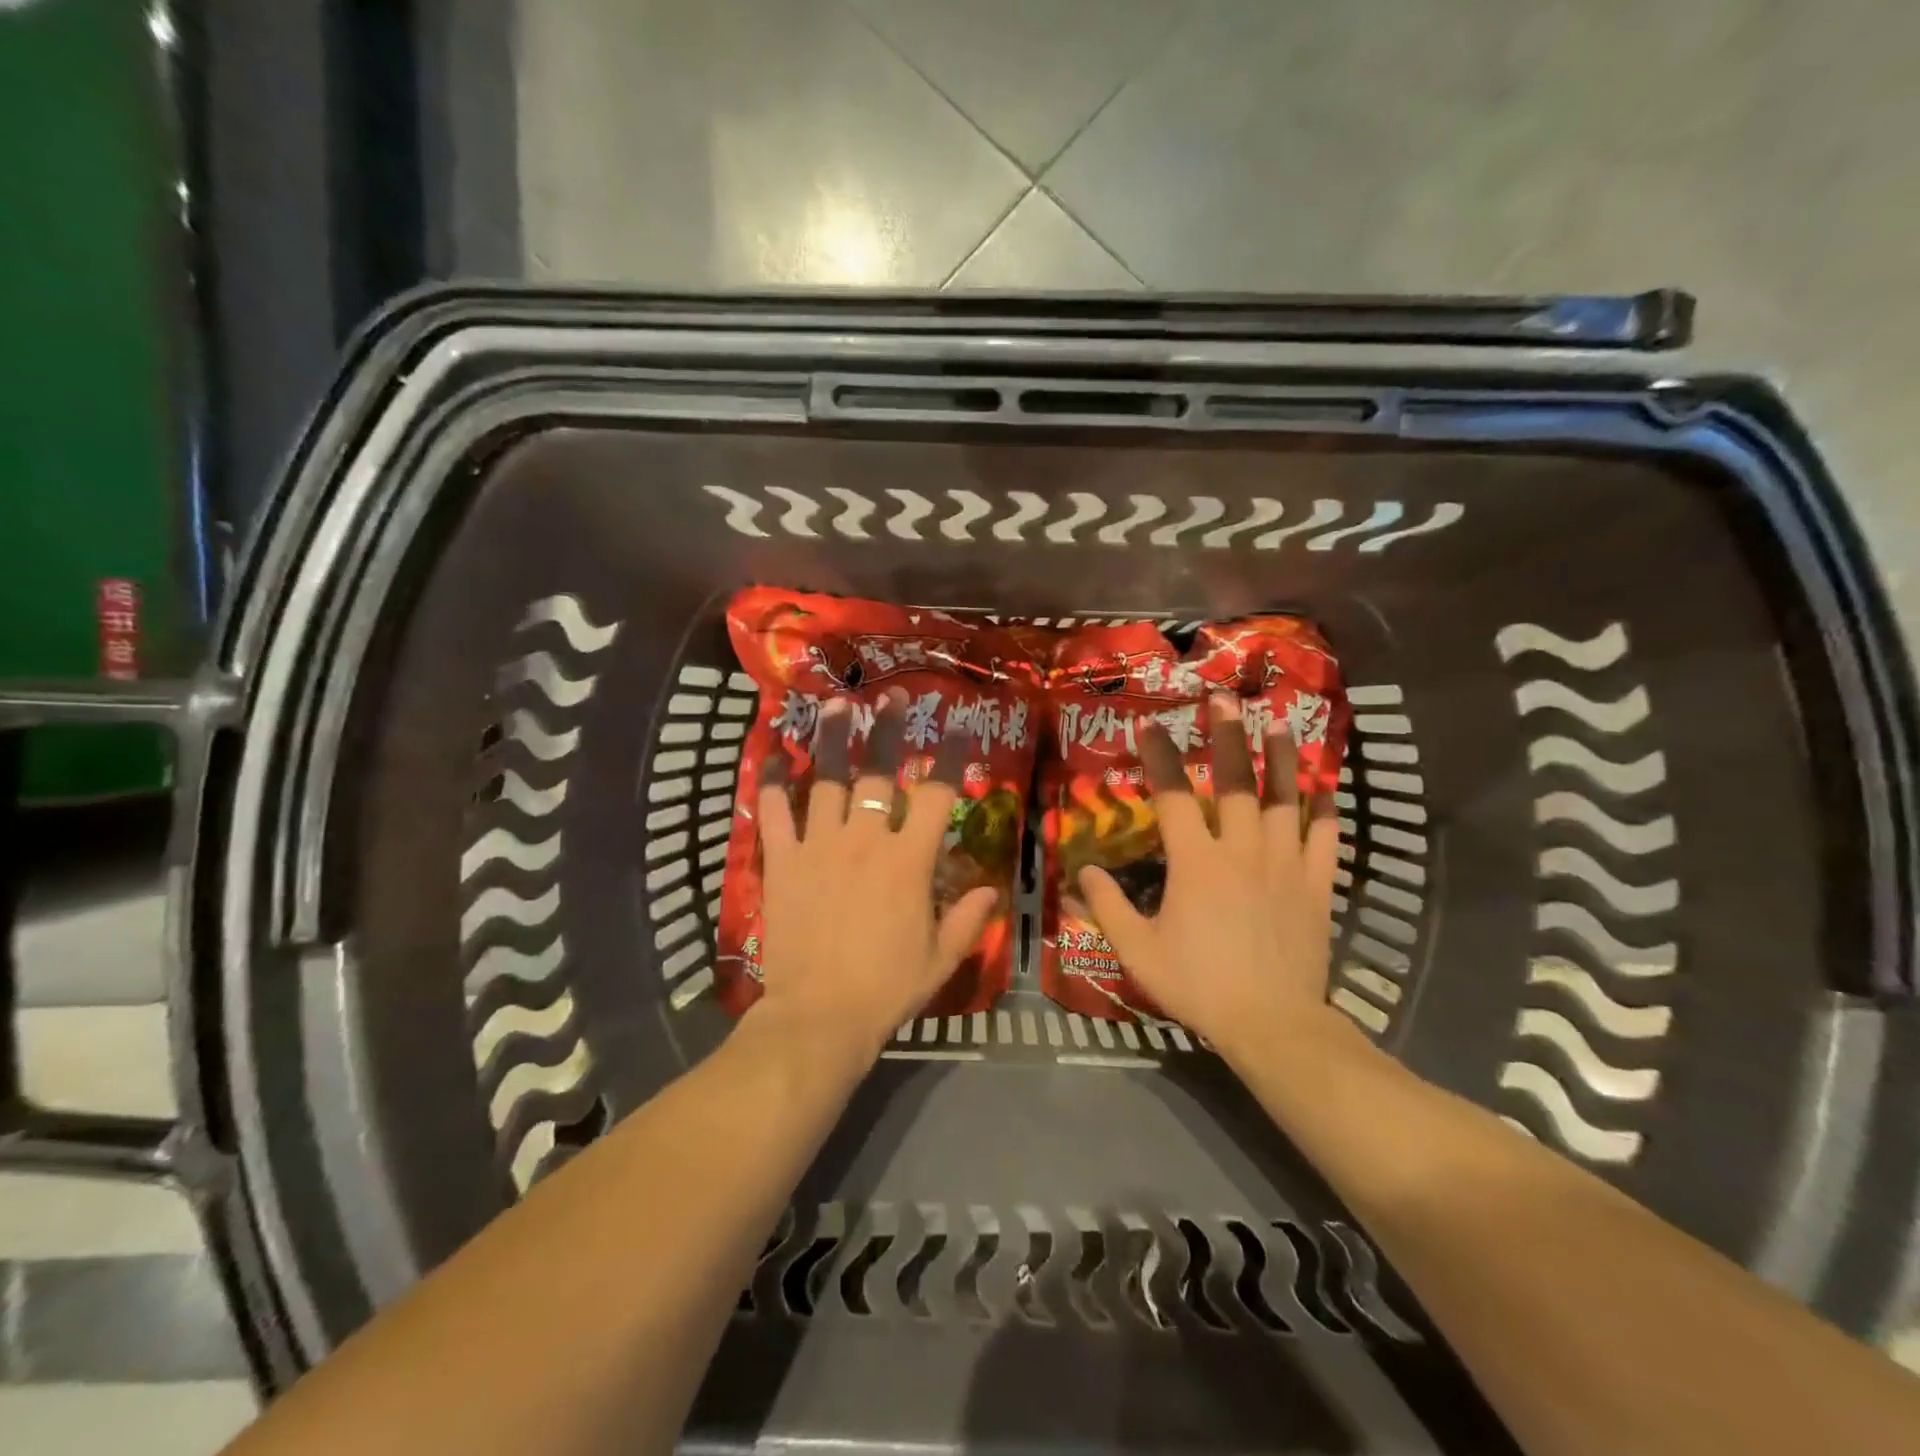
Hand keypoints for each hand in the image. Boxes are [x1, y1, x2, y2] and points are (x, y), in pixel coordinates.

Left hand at [751, 692, 998, 1063]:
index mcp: (908, 861)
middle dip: (888, 731)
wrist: (819, 1017)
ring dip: (834, 741)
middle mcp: (864, 841)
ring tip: (838, 707)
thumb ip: (968, 920)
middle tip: (892, 698)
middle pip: (877, 773)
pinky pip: (775, 813)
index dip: (950, 757)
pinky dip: (774, 784)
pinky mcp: (783, 862)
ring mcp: (819, 847)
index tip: (958, 728)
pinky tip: (774, 757)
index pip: (935, 795)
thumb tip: (990, 890)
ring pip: (827, 781)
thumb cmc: (887, 988)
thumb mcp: (941, 959)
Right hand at [1077, 694, 1343, 1060]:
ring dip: (1279, 758)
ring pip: (1285, 799)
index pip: (1172, 796)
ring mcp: (1284, 864)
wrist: (1272, 1024)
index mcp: (1195, 862)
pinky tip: (1324, 787)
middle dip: (1226, 736)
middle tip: (1223, 699)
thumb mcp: (1138, 951)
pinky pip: (1325, 838)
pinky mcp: (1316, 885)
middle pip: (1235, 781)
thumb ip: (1108, 906)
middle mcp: (1241, 850)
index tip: (1150, 725)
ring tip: (1277, 723)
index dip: (1158, 757)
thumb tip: (1085, 870)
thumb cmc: (1199, 985)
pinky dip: (1325, 809)